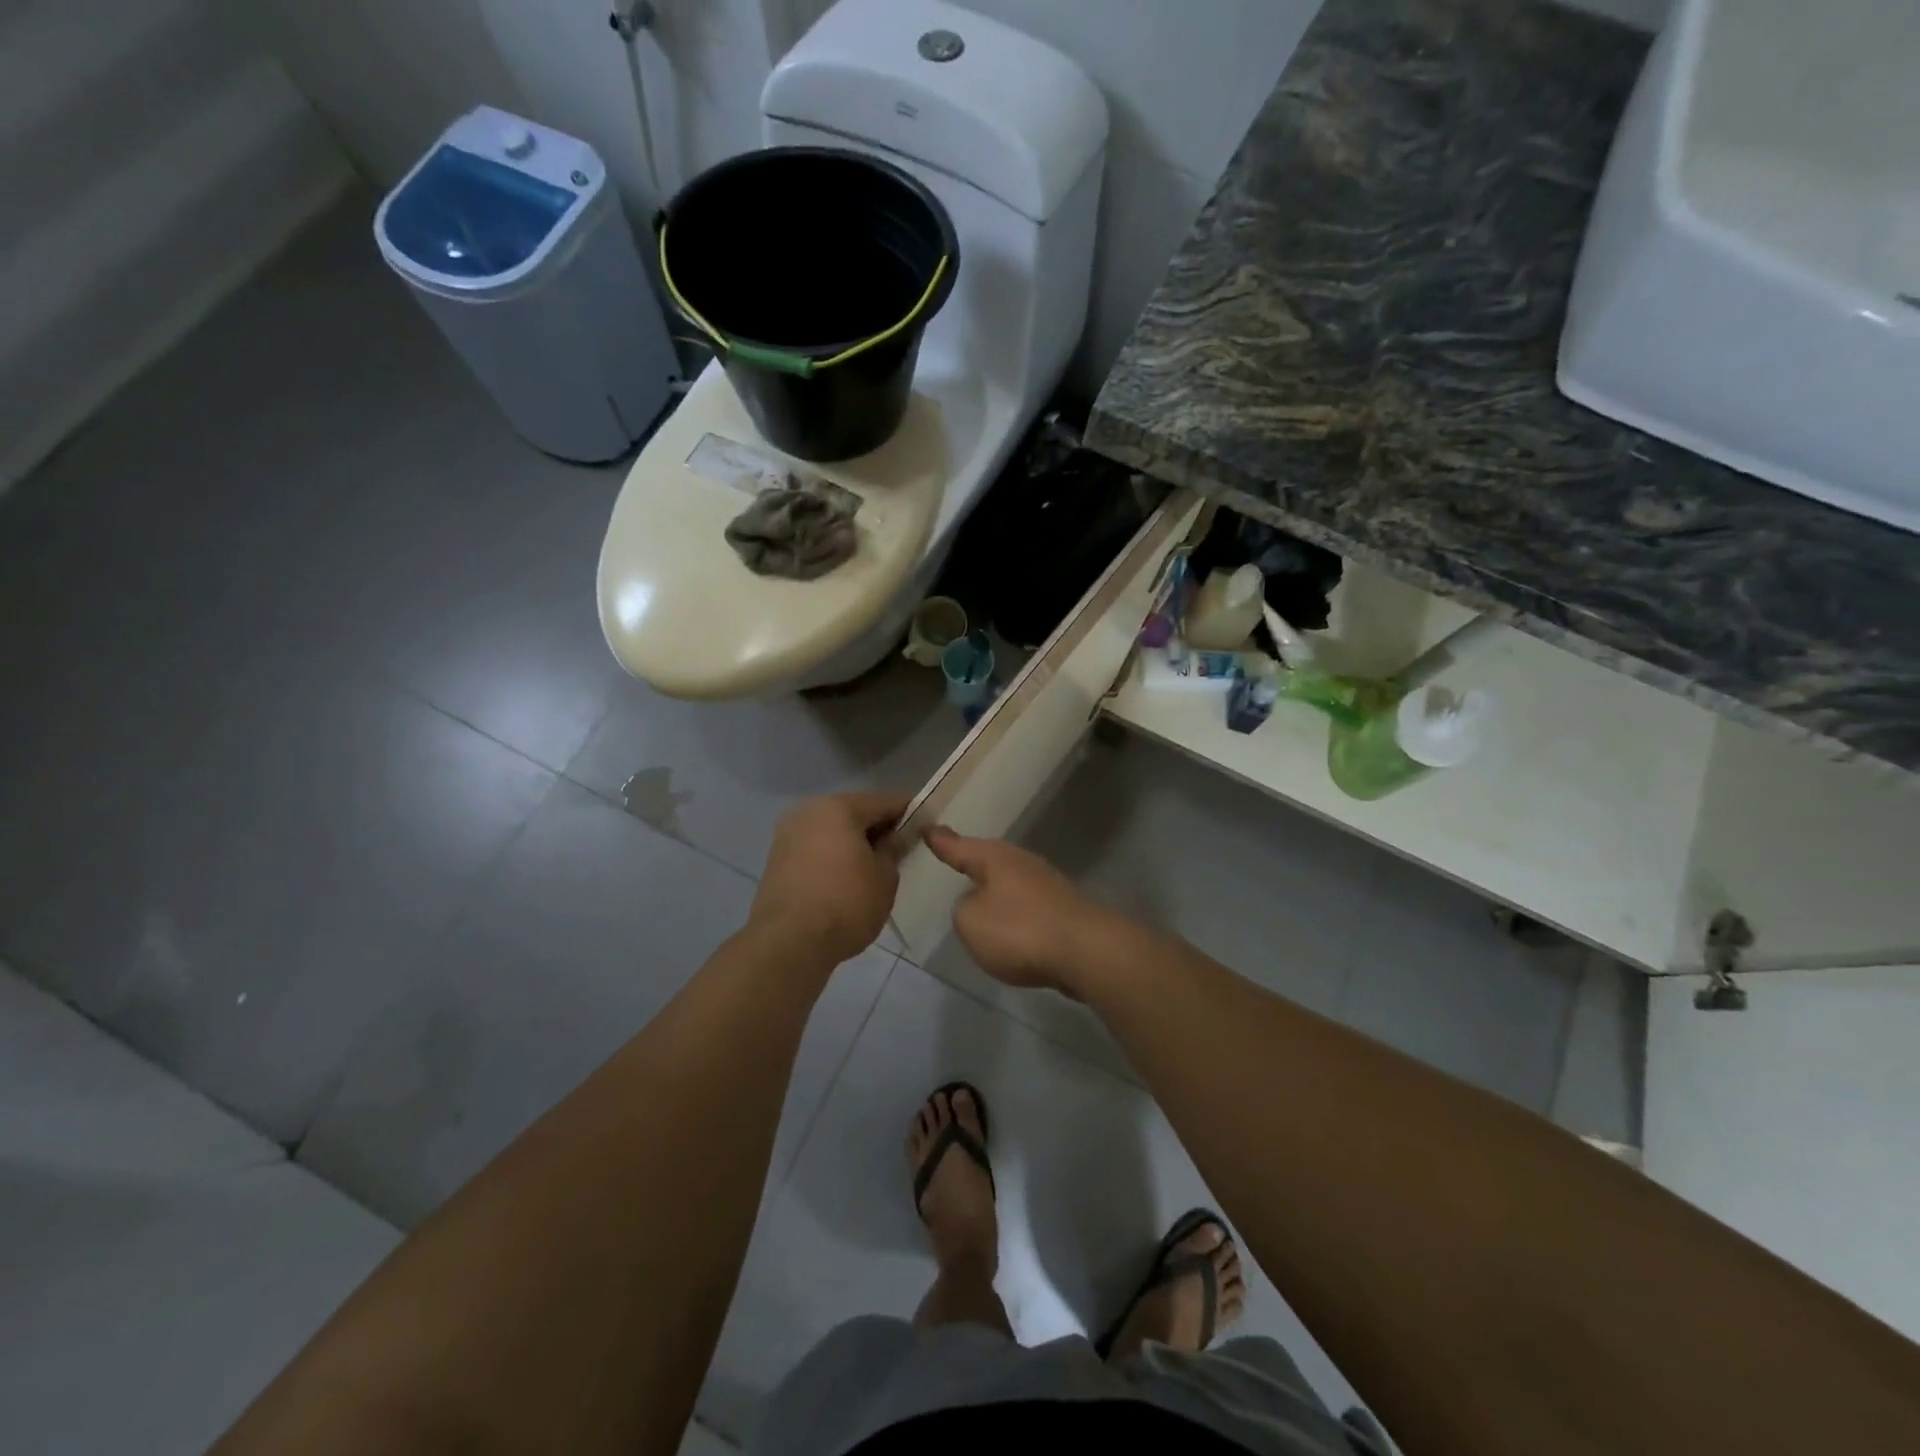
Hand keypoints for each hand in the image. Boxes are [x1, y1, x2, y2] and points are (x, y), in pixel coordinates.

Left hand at [751, 792, 908, 965]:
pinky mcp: (776, 861)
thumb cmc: (846, 902)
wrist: (789, 942)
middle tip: (899, 851)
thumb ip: (893, 850)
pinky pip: (815, 850)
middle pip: (853, 814)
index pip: (883, 802)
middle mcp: (808, 812)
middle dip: (876, 829)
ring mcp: (787, 835)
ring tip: (873, 869)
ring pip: (831, 832)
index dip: (907, 813)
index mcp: (838, 807)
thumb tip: (894, 838)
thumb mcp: (885, 877)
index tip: (924, 827)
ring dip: (852, 844)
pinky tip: (846, 879)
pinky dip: (832, 858)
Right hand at [924, 826, 1113, 995]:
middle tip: (951, 857)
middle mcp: (1021, 862)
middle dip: (971, 860)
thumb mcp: (971, 922)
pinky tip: (1009, 927)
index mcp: (995, 858)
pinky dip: (1013, 913)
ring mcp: (1046, 884)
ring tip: (977, 896)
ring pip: (1009, 881)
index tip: (926, 827)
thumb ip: (963, 910)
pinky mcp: (1062, 909)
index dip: (940, 840)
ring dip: (994, 889)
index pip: (959, 846)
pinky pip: (1025, 905)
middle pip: (988, 859)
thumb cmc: (1020, 931)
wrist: (1088, 952)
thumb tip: (977, 903)